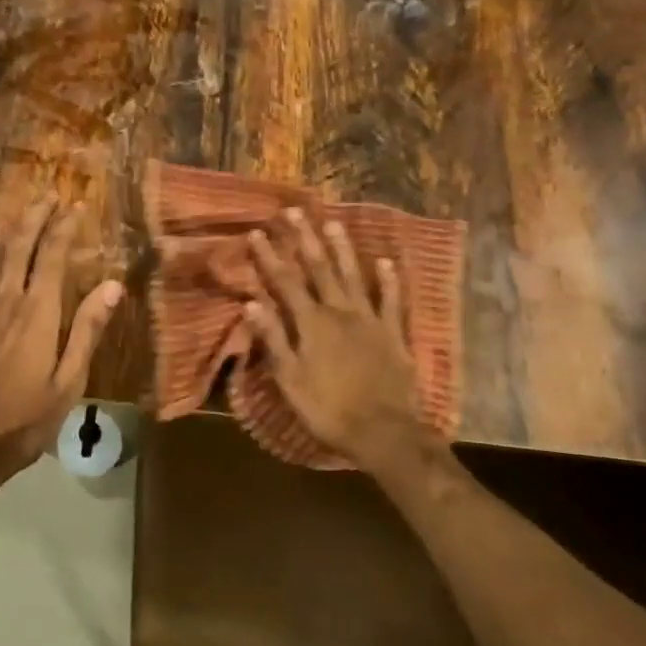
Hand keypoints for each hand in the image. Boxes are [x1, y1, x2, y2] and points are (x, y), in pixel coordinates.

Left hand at [0, 199, 123, 499]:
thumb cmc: (23, 419)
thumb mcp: (68, 381)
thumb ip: (88, 329)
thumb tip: (114, 285)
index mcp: (36, 311)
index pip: (51, 254)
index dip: (63, 226)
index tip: (75, 206)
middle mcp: (4, 298)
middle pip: (19, 244)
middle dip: (35, 216)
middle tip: (49, 196)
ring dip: (12, 229)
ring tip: (24, 213)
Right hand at [243, 209, 439, 472]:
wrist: (384, 433)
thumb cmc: (329, 410)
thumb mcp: (290, 381)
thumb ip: (273, 340)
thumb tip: (251, 304)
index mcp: (311, 324)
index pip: (285, 282)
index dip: (269, 257)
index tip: (257, 232)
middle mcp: (339, 312)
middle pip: (319, 268)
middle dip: (304, 238)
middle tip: (294, 211)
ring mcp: (370, 319)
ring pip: (353, 275)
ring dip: (342, 248)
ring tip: (333, 222)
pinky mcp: (393, 333)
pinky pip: (392, 300)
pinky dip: (389, 280)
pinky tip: (386, 261)